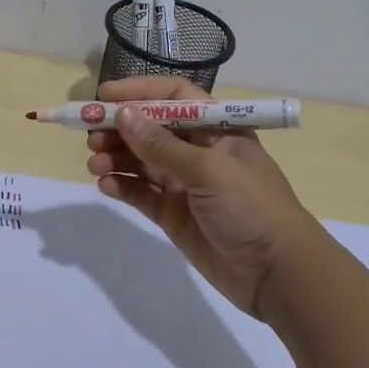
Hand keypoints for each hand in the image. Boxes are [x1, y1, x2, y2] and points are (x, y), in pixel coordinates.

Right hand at [85, 77, 314, 318]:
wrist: (277, 275)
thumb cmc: (252, 208)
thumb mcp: (208, 170)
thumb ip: (161, 145)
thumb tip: (123, 115)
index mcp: (216, 129)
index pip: (173, 98)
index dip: (140, 92)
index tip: (104, 98)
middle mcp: (198, 151)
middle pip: (150, 129)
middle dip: (119, 129)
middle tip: (90, 137)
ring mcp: (184, 184)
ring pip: (140, 161)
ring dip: (115, 157)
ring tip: (94, 163)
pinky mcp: (174, 214)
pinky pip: (141, 192)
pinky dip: (121, 185)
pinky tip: (105, 184)